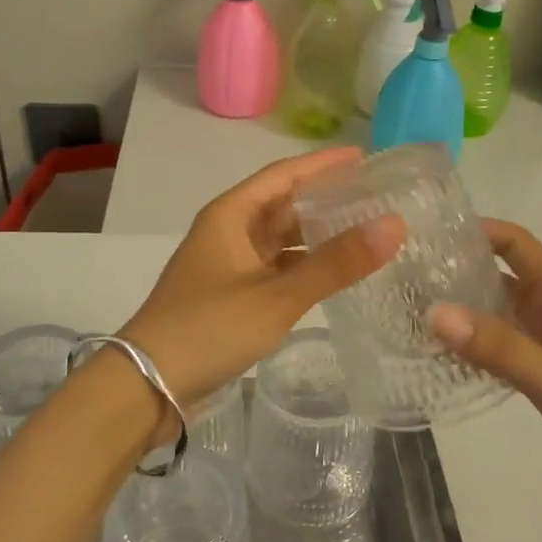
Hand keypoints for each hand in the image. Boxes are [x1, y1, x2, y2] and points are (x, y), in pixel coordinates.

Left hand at [121, 149, 405, 436]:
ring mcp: (227, 265)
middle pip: (282, 205)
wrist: (148, 384)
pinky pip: (275, 268)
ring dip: (316, 236)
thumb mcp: (277, 296)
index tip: (364, 158)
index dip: (323, 164)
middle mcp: (228, 232)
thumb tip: (394, 224)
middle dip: (325, 200)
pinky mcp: (230, 295)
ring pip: (279, 239)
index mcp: (231, 215)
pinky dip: (302, 267)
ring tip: (363, 233)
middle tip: (374, 199)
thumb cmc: (209, 328)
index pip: (284, 175)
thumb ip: (335, 263)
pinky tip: (332, 275)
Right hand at [429, 220, 541, 526]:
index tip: (427, 232)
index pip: (517, 246)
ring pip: (499, 318)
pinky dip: (475, 352)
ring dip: (463, 313)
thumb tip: (434, 312)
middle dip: (458, 272)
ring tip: (408, 311)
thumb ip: (501, 349)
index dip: (477, 231)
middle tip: (403, 276)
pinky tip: (440, 359)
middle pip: (501, 279)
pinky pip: (504, 356)